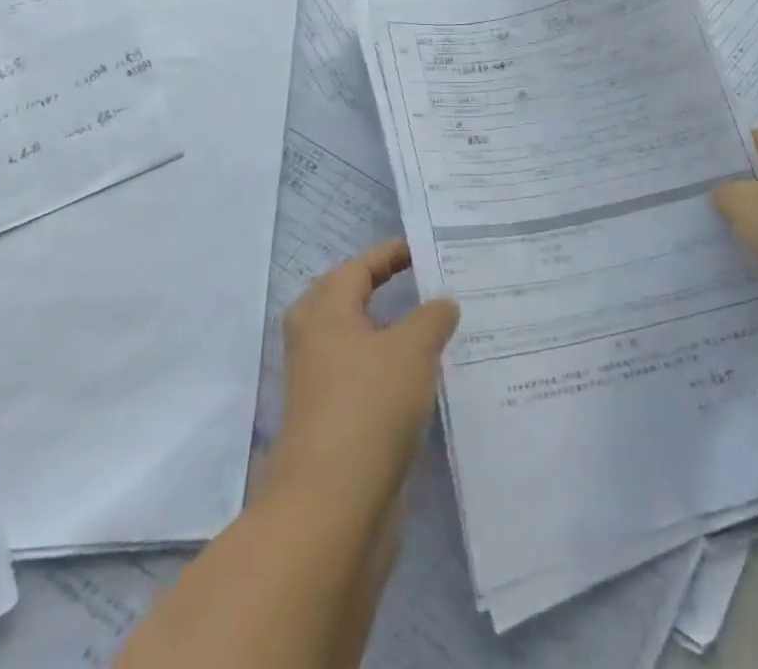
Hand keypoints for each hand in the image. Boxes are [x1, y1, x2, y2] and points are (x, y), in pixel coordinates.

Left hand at [270, 239, 459, 511]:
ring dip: (380, 333)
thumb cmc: (370, 406)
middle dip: (370, 289)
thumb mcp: (413, 348)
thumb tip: (442, 303)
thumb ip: (432, 317)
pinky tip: (416, 382)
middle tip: (408, 283)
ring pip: (348, 344)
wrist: (333, 508)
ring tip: (421, 331)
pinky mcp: (330, 427)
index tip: (419, 250)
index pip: (357, 268)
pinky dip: (384, 371)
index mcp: (326, 313)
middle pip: (338, 301)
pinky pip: (359, 381)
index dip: (388, 255)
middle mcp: (314, 345)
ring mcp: (318, 389)